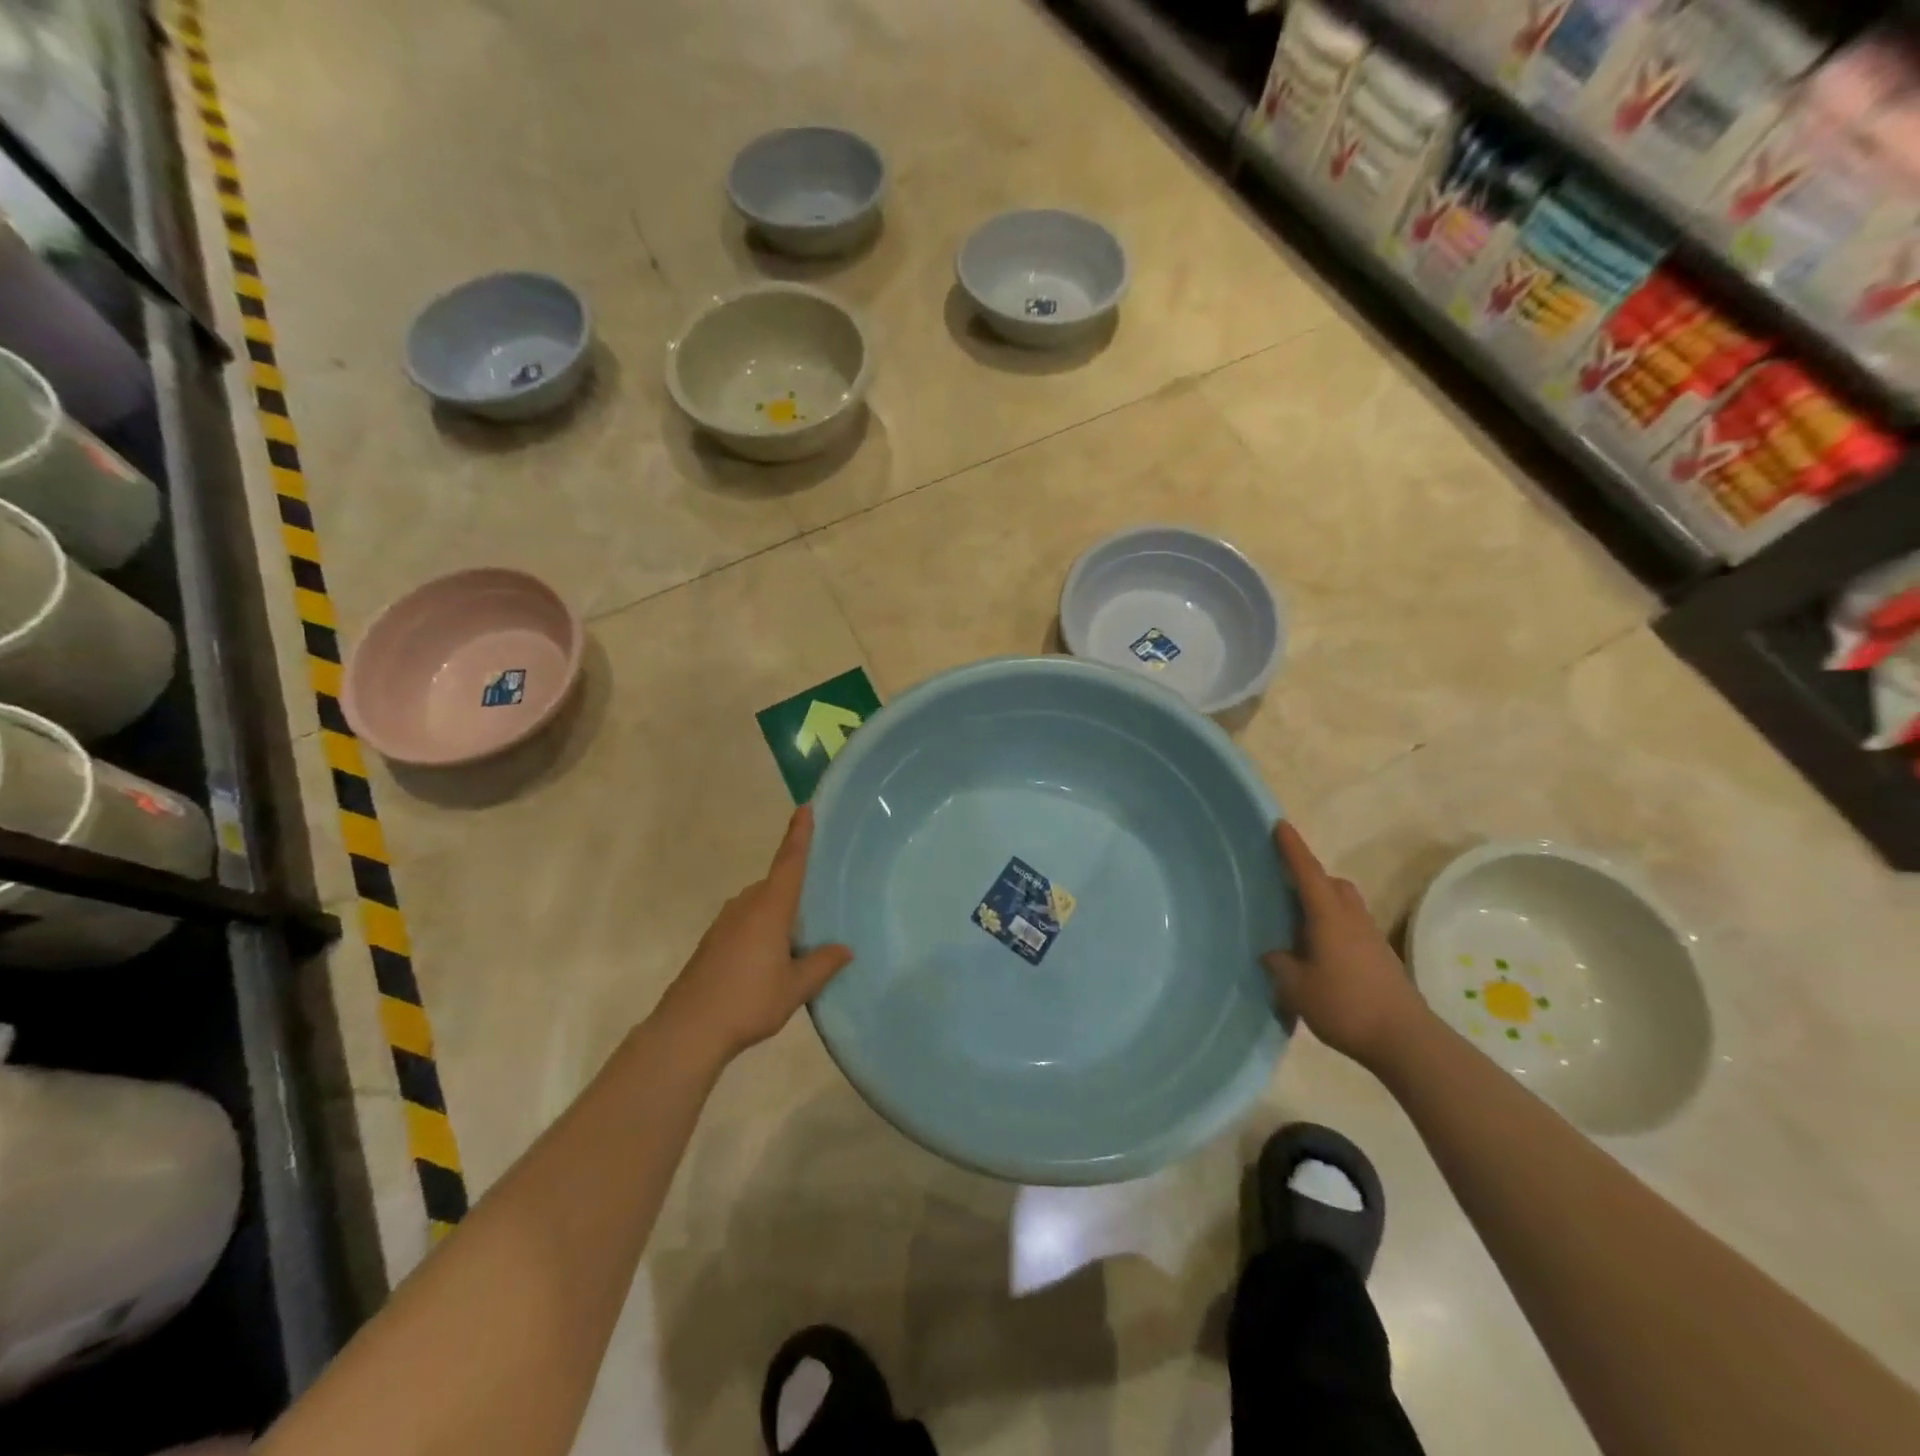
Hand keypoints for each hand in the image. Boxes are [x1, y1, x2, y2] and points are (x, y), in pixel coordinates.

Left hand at [658, 806, 852, 1061]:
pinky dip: (763, 927)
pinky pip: (747, 921)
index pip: (789, 862)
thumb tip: (845, 949)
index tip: (805, 807)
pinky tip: (771, 957)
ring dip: (779, 912)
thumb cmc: (748, 1002)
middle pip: (776, 884)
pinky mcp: (713, 941)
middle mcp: (746, 905)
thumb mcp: (795, 988)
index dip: (799, 834)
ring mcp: (725, 922)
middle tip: (821, 898)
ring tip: (800, 937)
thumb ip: (822, 964)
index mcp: (770, 908)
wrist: (687, 1029)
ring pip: (760, 905)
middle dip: (796, 887)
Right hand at [1263, 821, 1429, 1070]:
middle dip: (1310, 877)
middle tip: (1284, 886)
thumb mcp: (1296, 988)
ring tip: (1299, 923)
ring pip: (1345, 904)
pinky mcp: (1380, 957)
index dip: (1292, 848)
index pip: (1307, 872)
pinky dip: (1334, 926)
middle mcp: (1351, 918)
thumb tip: (1274, 953)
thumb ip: (1280, 964)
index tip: (1280, 824)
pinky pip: (1352, 926)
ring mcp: (1370, 937)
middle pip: (1331, 884)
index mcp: (1328, 916)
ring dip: (1324, 903)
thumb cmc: (1345, 1006)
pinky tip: (1320, 952)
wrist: (1406, 1040)